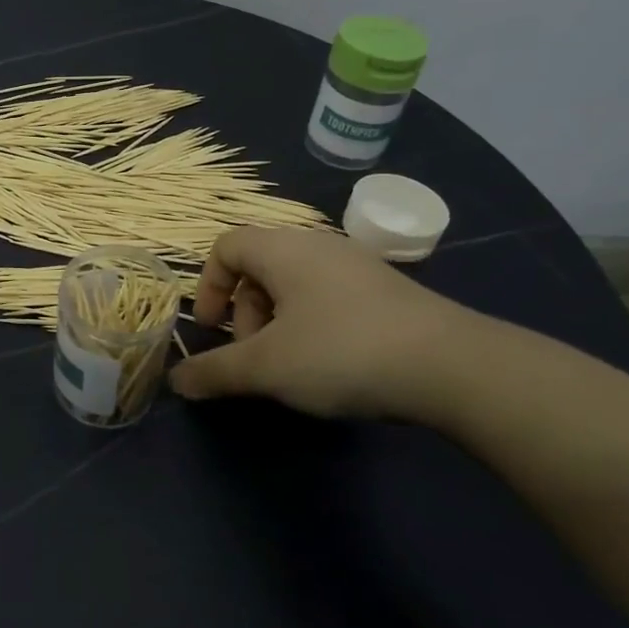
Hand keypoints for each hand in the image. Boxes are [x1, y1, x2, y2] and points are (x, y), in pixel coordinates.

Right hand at [168, 227, 476, 418]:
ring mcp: (357, 265)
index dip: (208, 286)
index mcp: (283, 249)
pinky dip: (314, 323)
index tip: (213, 330)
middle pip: (259, 266)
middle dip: (245, 313)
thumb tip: (176, 382)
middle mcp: (317, 245)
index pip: (225, 245)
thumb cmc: (342, 352)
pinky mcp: (387, 289)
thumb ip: (216, 373)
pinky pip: (330, 296)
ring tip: (294, 367)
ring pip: (295, 283)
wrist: (452, 366)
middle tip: (257, 357)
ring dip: (278, 322)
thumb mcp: (268, 368)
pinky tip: (334, 364)